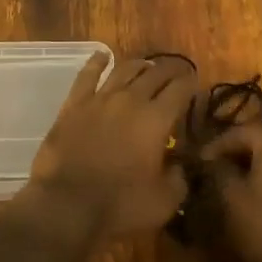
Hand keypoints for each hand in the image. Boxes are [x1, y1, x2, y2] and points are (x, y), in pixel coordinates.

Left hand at [26, 53, 194, 238]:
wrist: (66, 205)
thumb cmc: (120, 206)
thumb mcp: (164, 202)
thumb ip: (179, 178)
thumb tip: (181, 164)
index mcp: (156, 119)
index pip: (180, 90)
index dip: (191, 84)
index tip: (195, 85)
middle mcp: (130, 100)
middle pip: (155, 73)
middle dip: (170, 70)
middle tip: (178, 72)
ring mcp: (100, 99)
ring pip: (124, 69)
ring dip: (140, 65)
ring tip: (148, 65)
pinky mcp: (74, 104)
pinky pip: (87, 75)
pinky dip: (97, 62)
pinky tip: (102, 55)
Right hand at [204, 122, 261, 261]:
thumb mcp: (233, 200)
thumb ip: (219, 172)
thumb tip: (210, 161)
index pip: (236, 133)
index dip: (213, 148)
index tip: (196, 164)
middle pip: (258, 142)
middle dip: (235, 157)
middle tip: (213, 174)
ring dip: (253, 169)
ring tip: (232, 188)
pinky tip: (257, 199)